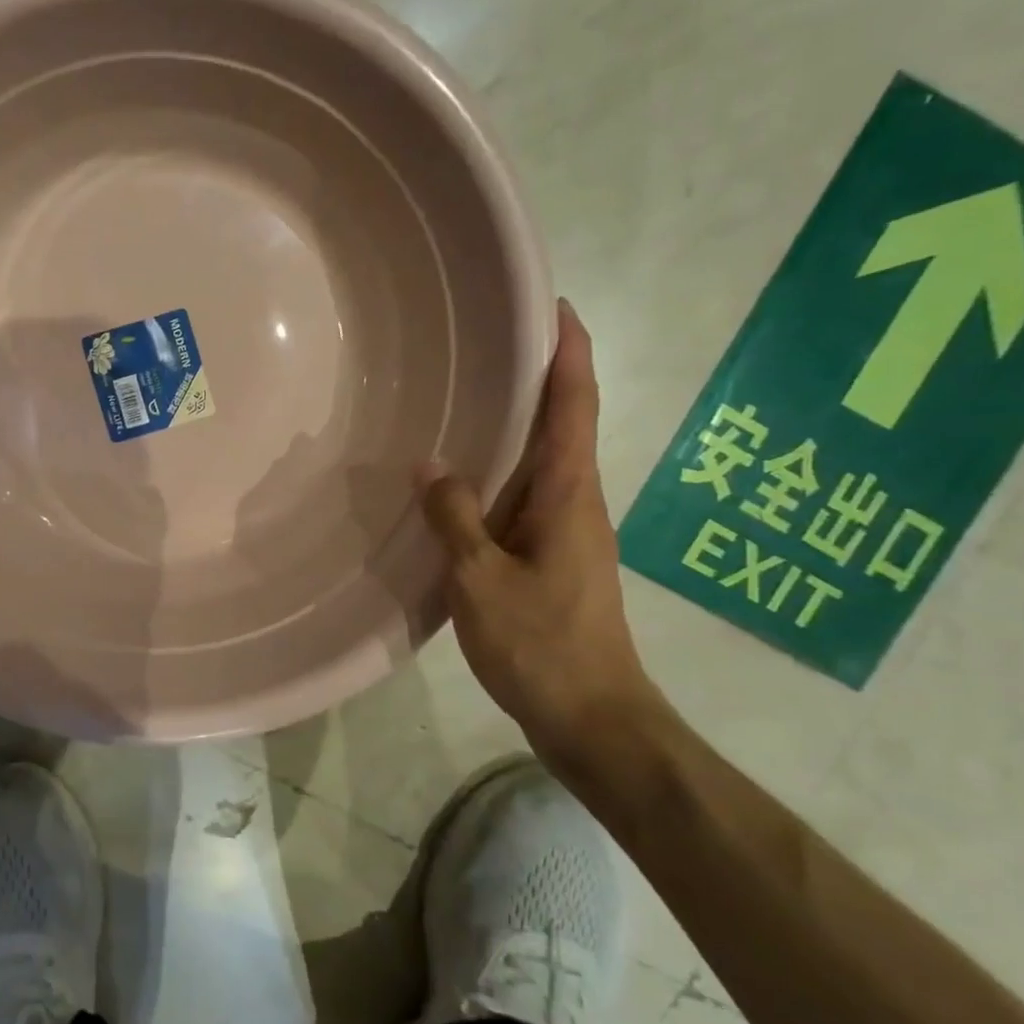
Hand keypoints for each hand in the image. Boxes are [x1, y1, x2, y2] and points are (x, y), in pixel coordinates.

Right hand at [419, 300, 669, 773]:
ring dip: (517, 423)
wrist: (593, 718)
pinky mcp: (551, 557)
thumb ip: (454, 518)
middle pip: (563, 423)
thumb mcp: (482, 579)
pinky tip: (460, 478)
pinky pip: (523, 495)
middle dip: (539, 376)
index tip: (556, 305)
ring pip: (541, 460)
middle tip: (492, 340)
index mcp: (569, 494)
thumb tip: (430, 464)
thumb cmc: (543, 645)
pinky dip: (499, 470)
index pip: (574, 405)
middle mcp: (576, 501)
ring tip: (468, 395)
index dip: (569, 352)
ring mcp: (566, 531)